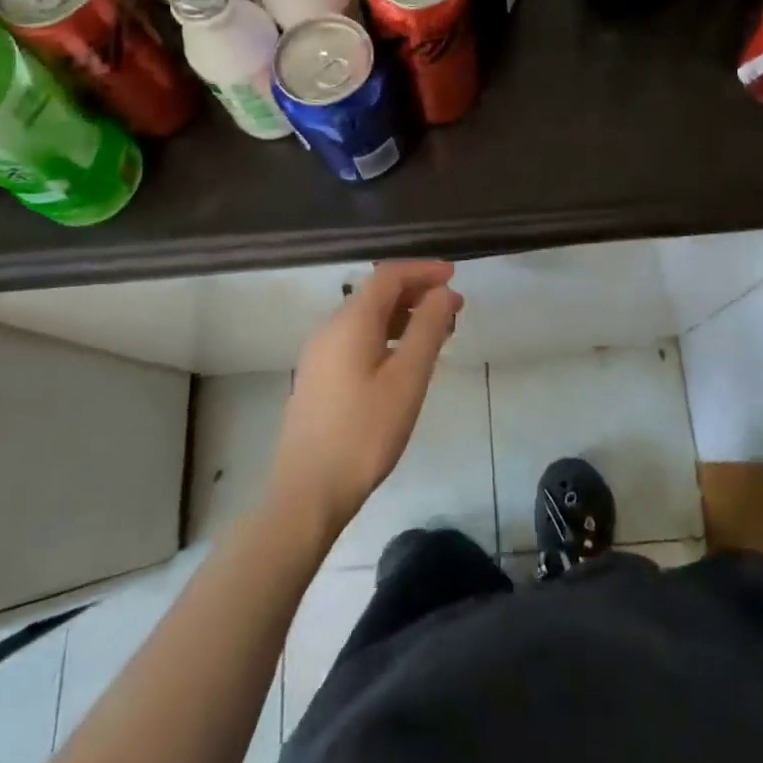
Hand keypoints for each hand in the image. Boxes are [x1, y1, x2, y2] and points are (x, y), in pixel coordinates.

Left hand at [269, 261, 463, 536]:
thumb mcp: (407, 379)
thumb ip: (427, 329)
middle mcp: (330, 329)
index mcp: (350, 322)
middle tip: (455, 308)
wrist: (307, 492)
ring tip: (437, 332)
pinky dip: (386, 335)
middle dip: (417, 293)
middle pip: (376, 294)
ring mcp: (320, 354)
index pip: (388, 276)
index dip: (423, 270)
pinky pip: (357, 339)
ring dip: (403, 316)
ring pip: (367, 318)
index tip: (455, 276)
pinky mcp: (318, 378)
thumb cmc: (364, 434)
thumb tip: (442, 292)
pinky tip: (404, 360)